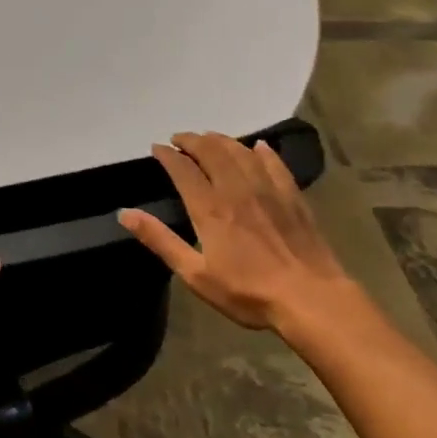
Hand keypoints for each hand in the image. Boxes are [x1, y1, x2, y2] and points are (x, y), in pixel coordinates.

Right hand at [119, 132, 370, 350]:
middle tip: (180, 139)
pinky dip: (261, 151)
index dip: (168, 155)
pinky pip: (274, 163)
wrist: (310, 299)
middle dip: (192, 140)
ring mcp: (268, 189)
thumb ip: (160, 240)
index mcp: (210, 208)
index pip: (183, 170)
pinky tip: (257, 147)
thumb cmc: (248, 292)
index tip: (157, 148)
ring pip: (241, 152)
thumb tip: (125, 214)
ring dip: (221, 140)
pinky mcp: (292, 196)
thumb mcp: (195, 274)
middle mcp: (236, 189)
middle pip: (212, 151)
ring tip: (209, 139)